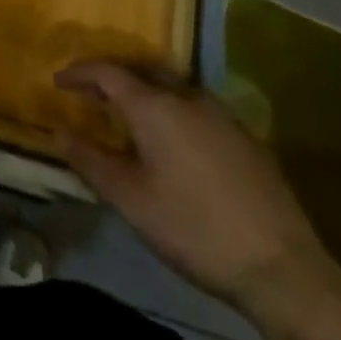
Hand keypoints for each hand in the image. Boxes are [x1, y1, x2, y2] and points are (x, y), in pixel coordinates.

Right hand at [54, 61, 337, 321]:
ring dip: (144, 93)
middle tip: (91, 96)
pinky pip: (196, 107)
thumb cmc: (194, 229)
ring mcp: (222, 114)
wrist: (282, 269)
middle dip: (112, 78)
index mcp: (155, 105)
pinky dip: (172, 110)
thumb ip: (91, 161)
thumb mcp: (131, 200)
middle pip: (141, 71)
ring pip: (172, 87)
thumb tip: (58, 132)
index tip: (58, 82)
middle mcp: (187, 96)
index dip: (79, 73)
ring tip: (129, 117)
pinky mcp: (246, 137)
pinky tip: (173, 141)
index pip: (107, 72)